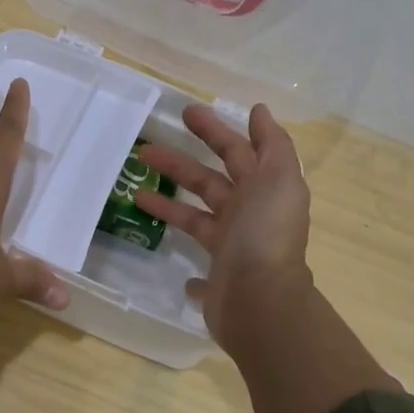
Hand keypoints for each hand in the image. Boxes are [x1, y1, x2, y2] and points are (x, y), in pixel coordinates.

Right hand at [135, 103, 313, 347]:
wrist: (259, 301)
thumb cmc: (264, 233)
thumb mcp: (278, 179)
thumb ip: (272, 144)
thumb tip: (259, 111)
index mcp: (264, 190)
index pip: (237, 151)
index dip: (215, 130)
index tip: (187, 112)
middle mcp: (249, 215)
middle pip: (210, 181)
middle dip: (180, 162)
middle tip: (146, 146)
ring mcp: (231, 246)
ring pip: (195, 215)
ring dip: (167, 201)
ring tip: (135, 189)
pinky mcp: (215, 274)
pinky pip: (195, 257)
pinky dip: (182, 249)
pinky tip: (158, 239)